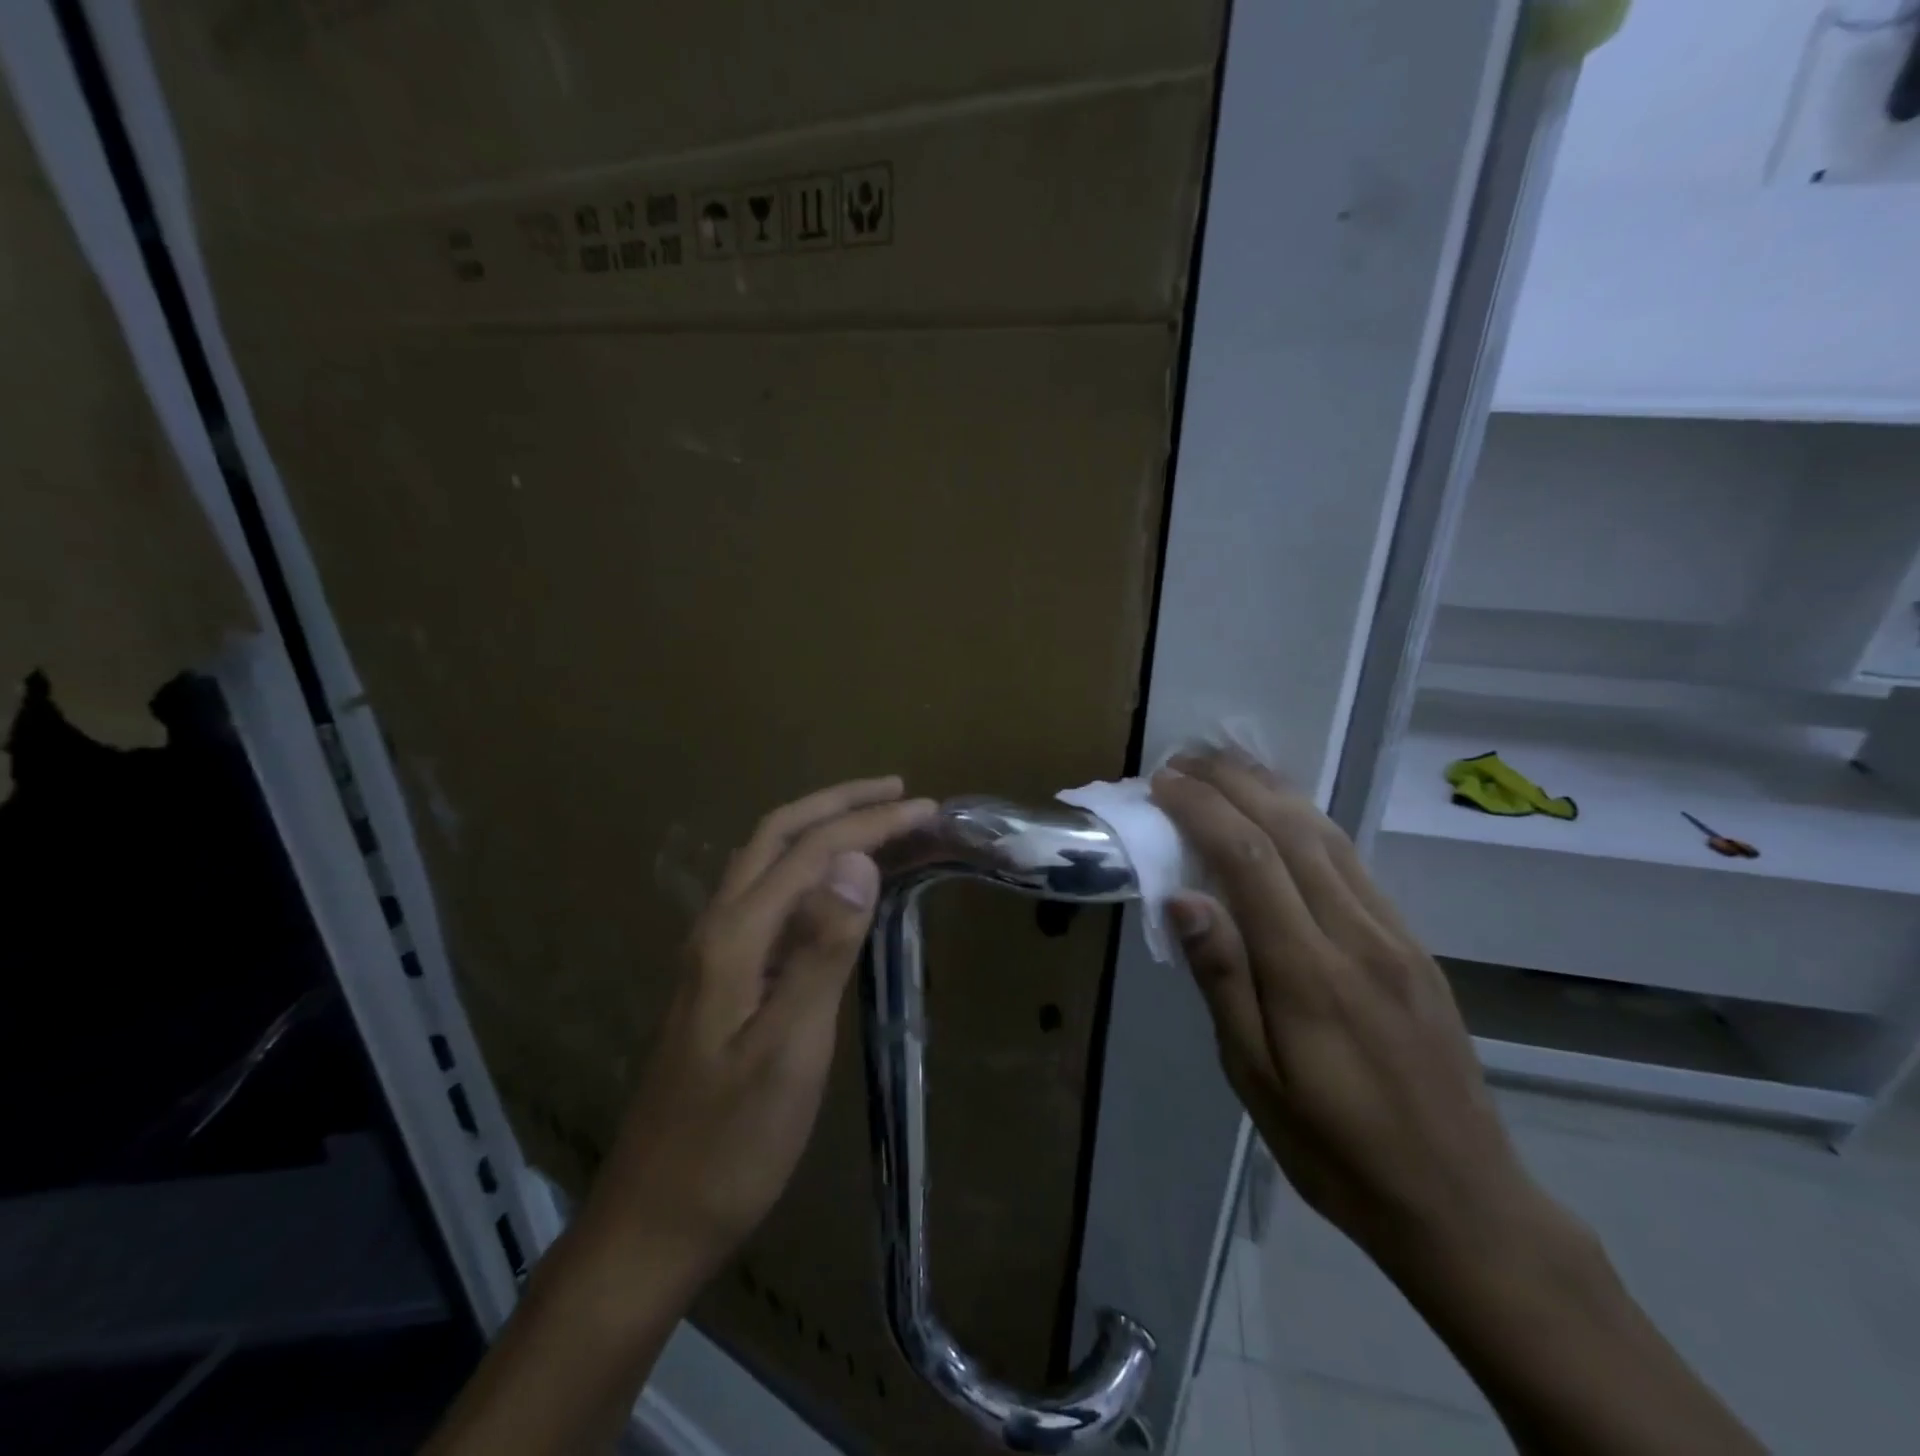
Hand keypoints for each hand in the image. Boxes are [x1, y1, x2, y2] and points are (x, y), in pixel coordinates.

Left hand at [575, 776, 936, 1287]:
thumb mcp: (789, 1051)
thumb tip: (858, 861)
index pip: (812, 851)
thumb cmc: (731, 1144)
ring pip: (768, 862)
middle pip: (778, 836)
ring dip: (821, 829)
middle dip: (838, 804)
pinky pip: (770, 896)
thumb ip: (821, 951)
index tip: (926, 808)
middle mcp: (719, 928)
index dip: (871, 823)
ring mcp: (715, 953)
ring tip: (875, 822)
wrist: (654, 1220)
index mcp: (735, 937)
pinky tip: (834, 886)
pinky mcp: (722, 978)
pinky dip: (808, 867)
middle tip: (898, 793)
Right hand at [1151, 751, 1562, 1281]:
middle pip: (1289, 830)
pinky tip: (1285, 813)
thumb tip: (1181, 899)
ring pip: (1328, 835)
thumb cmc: (1335, 1149)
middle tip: (1185, 757)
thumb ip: (1223, 980)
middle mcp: (1357, 935)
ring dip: (1272, 789)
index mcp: (1310, 972)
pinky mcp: (1412, 944)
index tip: (1162, 783)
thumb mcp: (1256, 1079)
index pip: (1248, 859)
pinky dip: (1309, 820)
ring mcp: (1393, 934)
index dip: (1202, 809)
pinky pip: (1353, 861)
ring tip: (1227, 764)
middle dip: (1234, 782)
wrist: (1463, 1201)